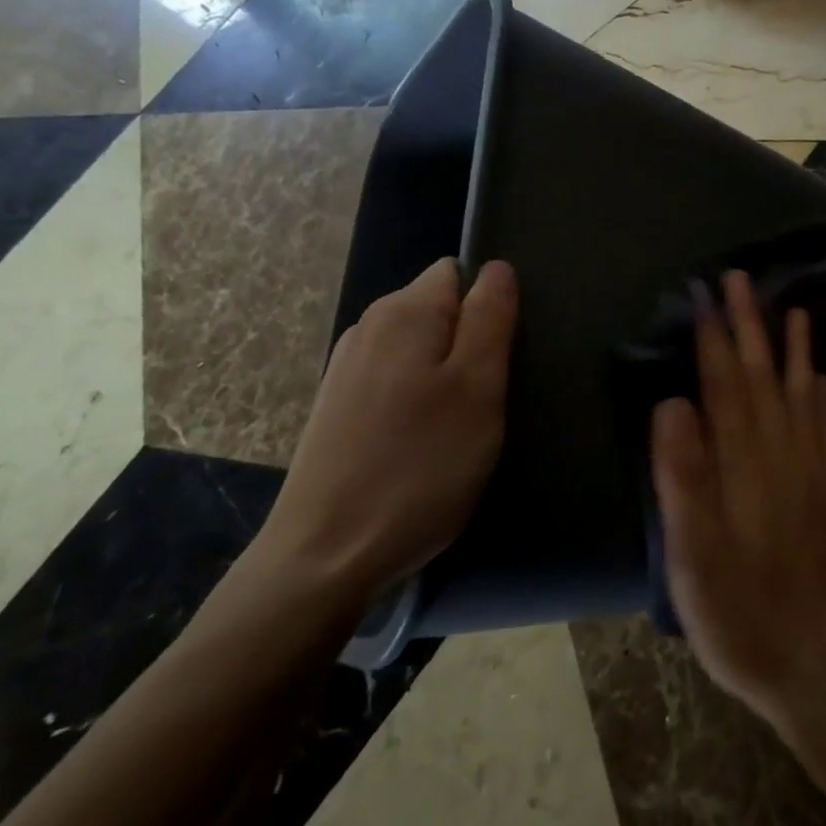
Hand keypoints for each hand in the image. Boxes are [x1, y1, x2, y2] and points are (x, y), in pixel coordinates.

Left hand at [254, 257, 517, 603]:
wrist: (325, 557)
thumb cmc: (419, 467)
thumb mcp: (477, 388)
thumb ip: (491, 318)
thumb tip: (497, 268)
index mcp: (403, 312)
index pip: (459, 274)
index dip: (488, 308)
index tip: (499, 360)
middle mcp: (368, 327)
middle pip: (438, 310)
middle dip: (469, 345)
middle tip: (484, 402)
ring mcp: (345, 369)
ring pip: (417, 350)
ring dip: (444, 377)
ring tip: (456, 429)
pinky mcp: (336, 408)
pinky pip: (393, 382)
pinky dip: (415, 402)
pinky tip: (419, 446)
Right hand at [651, 269, 825, 725]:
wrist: (809, 662)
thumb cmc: (736, 610)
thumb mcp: (692, 553)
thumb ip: (683, 475)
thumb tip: (673, 404)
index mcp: (744, 463)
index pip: (726, 384)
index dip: (714, 336)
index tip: (705, 293)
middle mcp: (782, 454)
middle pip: (764, 376)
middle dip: (751, 325)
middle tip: (741, 279)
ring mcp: (812, 472)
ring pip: (802, 394)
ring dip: (794, 349)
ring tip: (793, 310)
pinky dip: (825, 398)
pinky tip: (824, 379)